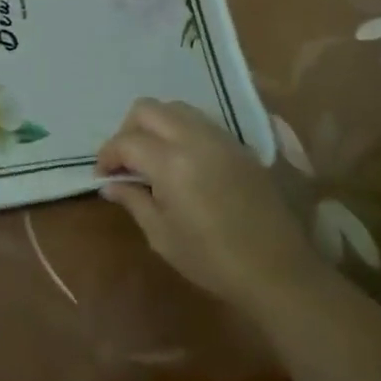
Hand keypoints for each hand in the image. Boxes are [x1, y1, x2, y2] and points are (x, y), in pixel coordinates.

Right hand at [98, 98, 327, 308]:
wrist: (278, 271)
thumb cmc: (213, 260)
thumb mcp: (162, 236)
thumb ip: (134, 201)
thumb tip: (111, 184)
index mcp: (171, 162)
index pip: (126, 141)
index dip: (107, 155)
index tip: (102, 175)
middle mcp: (195, 139)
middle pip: (148, 109)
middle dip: (128, 130)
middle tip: (126, 161)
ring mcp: (221, 138)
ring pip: (176, 109)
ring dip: (156, 125)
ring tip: (153, 157)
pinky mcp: (240, 147)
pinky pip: (201, 122)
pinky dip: (182, 130)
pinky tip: (183, 161)